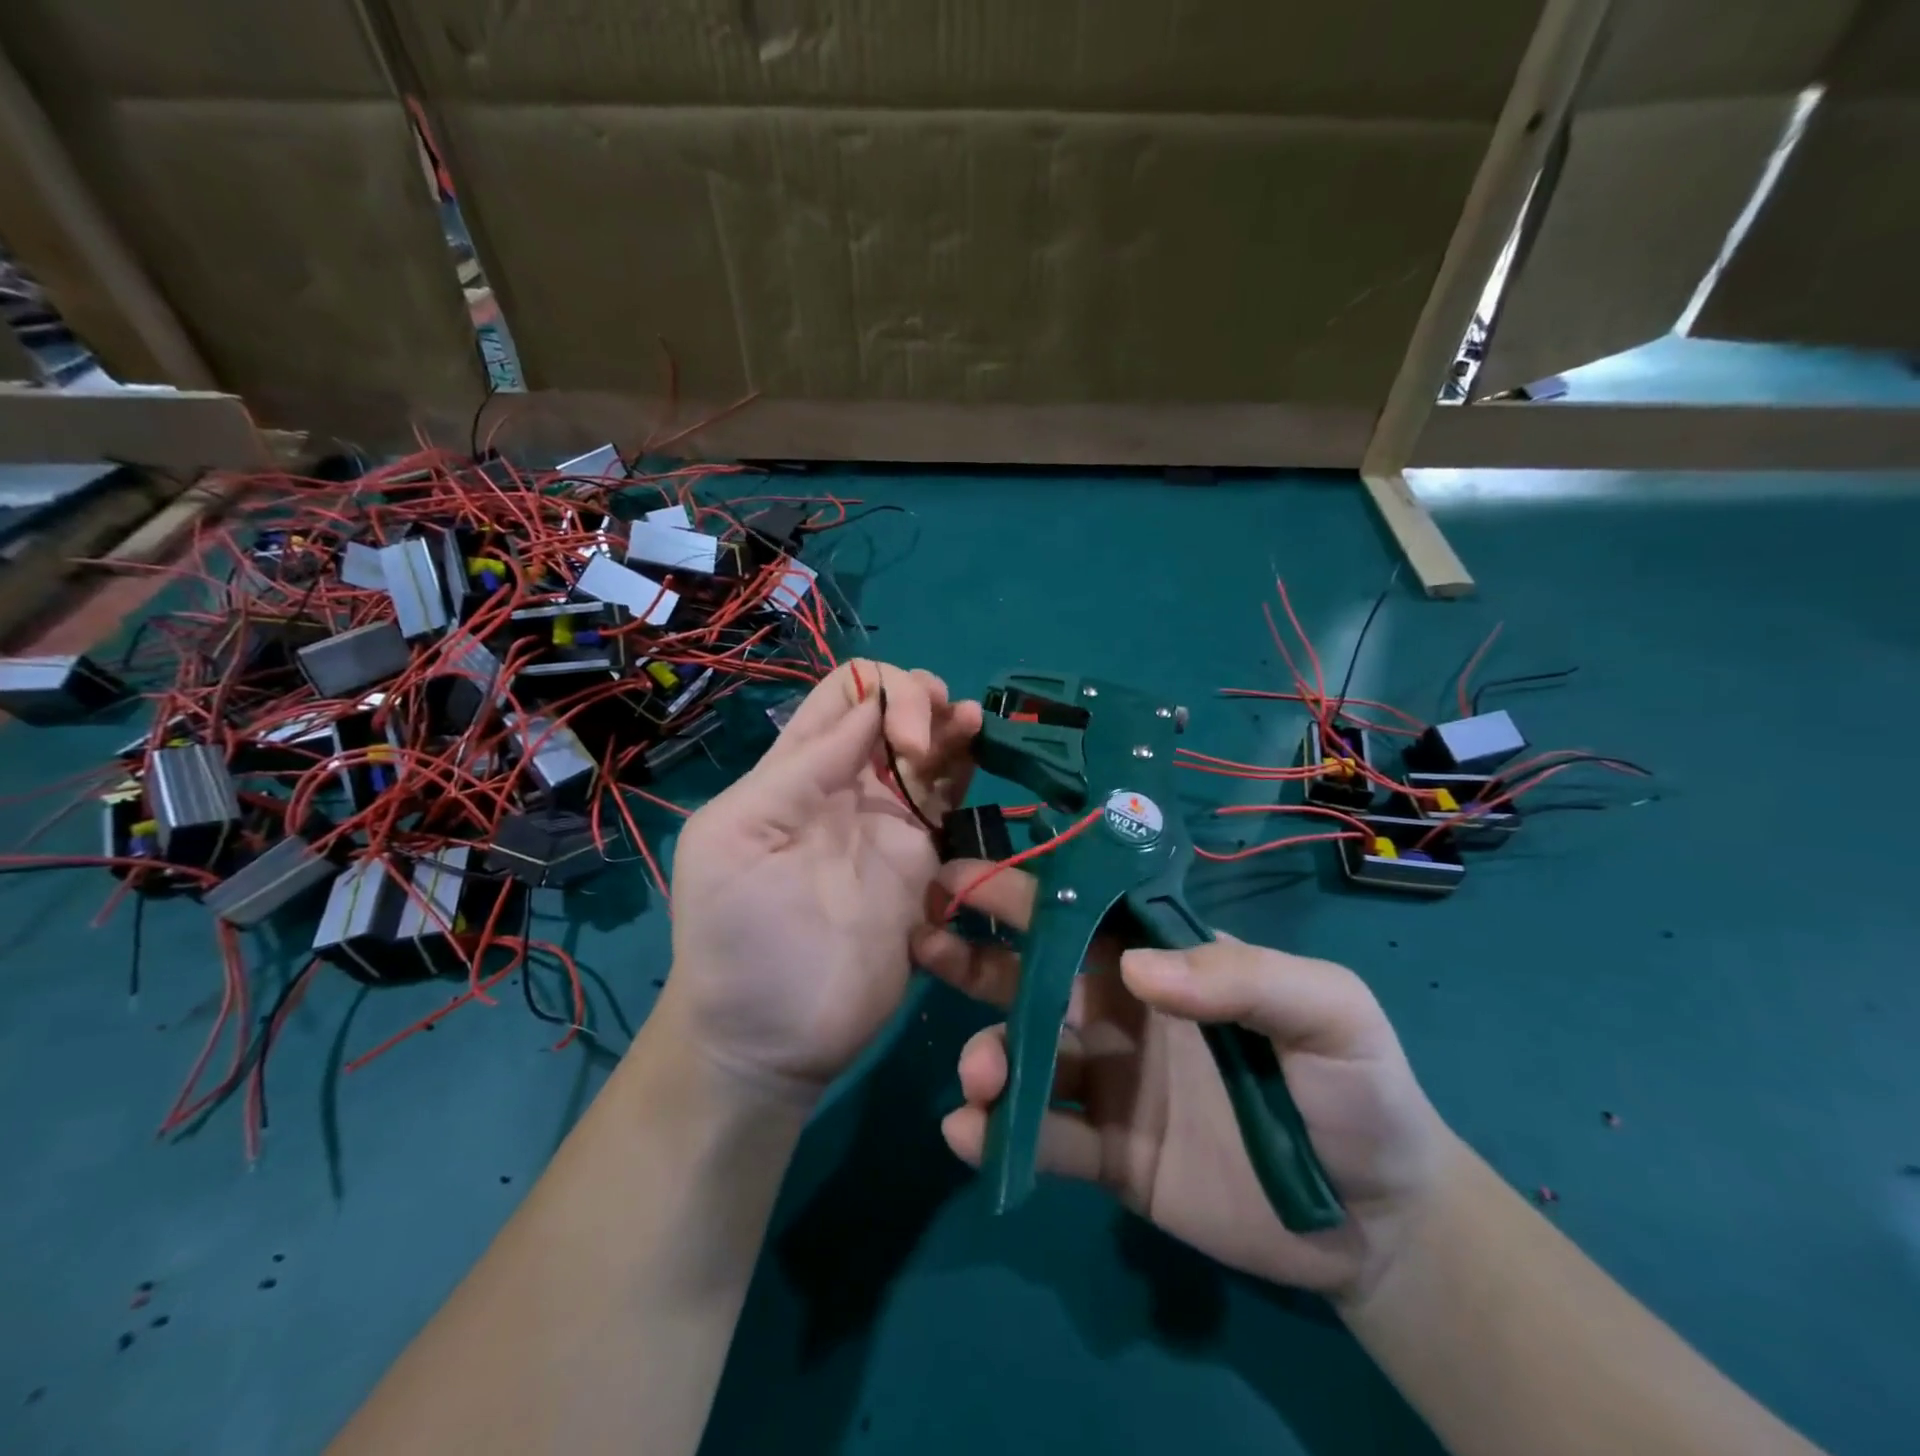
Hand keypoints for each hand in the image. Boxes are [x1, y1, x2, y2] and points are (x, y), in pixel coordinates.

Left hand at [661, 660, 981, 1100]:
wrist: (770, 1035)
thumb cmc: (738, 937)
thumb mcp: (737, 839)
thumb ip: (801, 770)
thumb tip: (868, 711)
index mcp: (794, 771)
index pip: (843, 695)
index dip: (879, 691)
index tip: (898, 735)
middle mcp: (846, 785)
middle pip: (891, 710)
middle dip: (917, 700)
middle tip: (927, 744)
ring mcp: (888, 822)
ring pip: (927, 746)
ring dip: (947, 722)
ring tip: (965, 726)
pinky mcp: (922, 860)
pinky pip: (948, 796)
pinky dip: (965, 762)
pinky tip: (978, 746)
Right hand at [912, 863, 1453, 1300]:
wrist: (1376, 1220)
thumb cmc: (1357, 1089)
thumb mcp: (1327, 1011)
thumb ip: (1243, 976)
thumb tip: (1137, 969)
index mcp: (1161, 963)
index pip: (1083, 911)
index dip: (1025, 889)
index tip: (964, 874)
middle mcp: (1121, 1010)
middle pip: (1034, 973)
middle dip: (976, 953)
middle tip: (924, 938)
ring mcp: (1110, 1083)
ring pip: (1028, 1054)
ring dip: (988, 1052)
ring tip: (978, 1071)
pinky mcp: (1109, 1154)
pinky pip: (1045, 1138)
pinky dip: (1002, 1133)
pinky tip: (968, 1132)